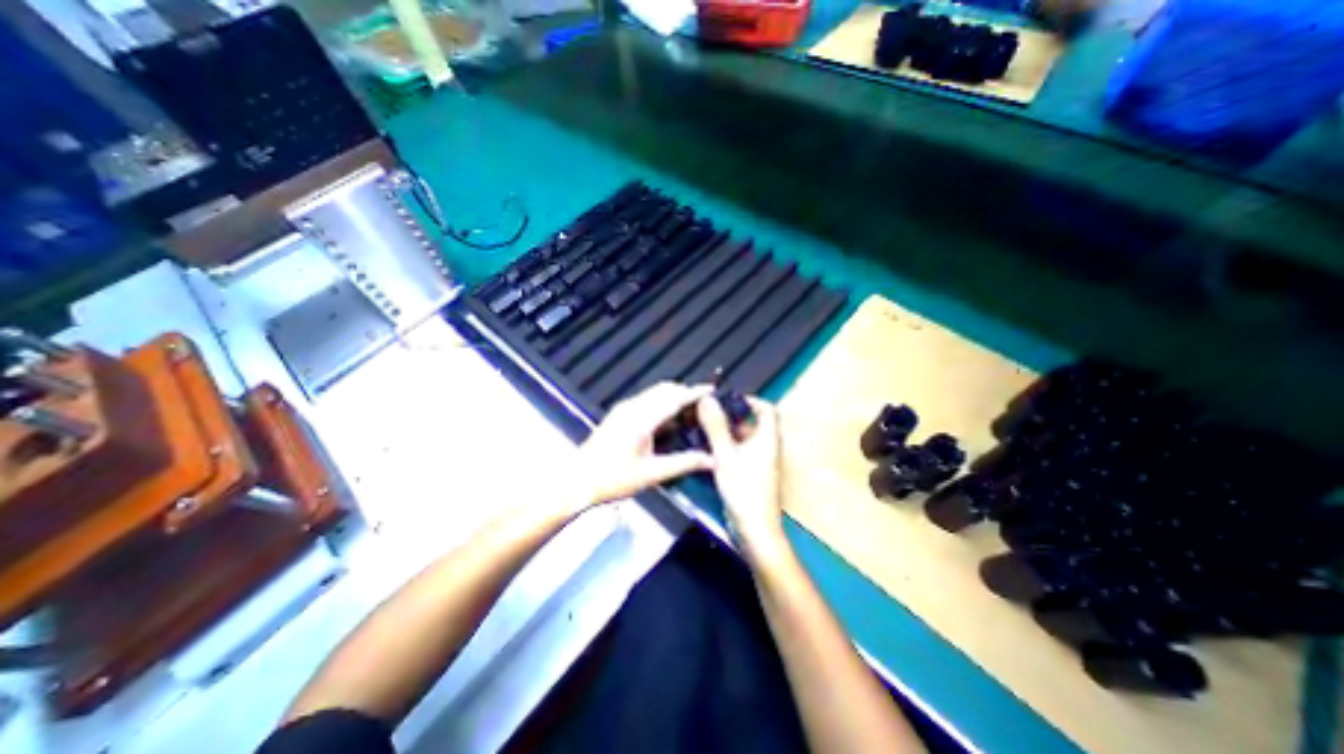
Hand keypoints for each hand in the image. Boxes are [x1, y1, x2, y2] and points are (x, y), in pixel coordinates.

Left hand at [567, 383, 713, 513]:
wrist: (578, 481)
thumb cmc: (613, 479)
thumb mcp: (651, 474)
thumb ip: (683, 463)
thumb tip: (711, 460)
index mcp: (641, 419)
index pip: (673, 398)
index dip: (694, 392)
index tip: (713, 390)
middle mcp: (632, 407)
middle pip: (664, 390)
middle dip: (685, 392)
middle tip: (705, 405)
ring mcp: (624, 409)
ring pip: (655, 393)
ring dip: (673, 396)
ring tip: (691, 411)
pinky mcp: (619, 414)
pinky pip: (647, 400)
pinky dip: (662, 403)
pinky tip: (669, 420)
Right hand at [698, 396, 788, 564]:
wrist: (754, 529)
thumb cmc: (744, 490)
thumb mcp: (725, 455)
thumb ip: (716, 427)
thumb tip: (707, 399)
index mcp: (767, 438)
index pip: (766, 408)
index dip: (749, 400)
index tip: (727, 401)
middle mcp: (766, 447)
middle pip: (752, 422)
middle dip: (730, 416)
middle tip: (708, 414)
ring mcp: (760, 461)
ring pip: (743, 438)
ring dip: (726, 432)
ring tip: (703, 429)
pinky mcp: (751, 473)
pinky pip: (740, 452)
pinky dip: (726, 447)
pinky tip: (708, 450)